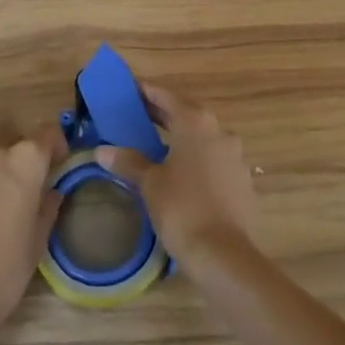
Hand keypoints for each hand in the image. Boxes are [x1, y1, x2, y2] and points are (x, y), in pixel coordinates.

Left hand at [0, 115, 63, 344]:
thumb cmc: (3, 274)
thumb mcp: (36, 243)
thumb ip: (46, 209)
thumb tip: (52, 191)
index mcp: (26, 165)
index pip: (47, 133)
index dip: (53, 145)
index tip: (52, 160)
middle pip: (8, 130)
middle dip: (12, 147)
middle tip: (8, 175)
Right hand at [96, 84, 255, 267]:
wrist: (224, 255)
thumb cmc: (182, 209)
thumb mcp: (150, 184)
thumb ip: (128, 162)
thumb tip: (102, 151)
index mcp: (195, 123)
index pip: (167, 97)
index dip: (147, 92)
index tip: (131, 90)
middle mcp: (219, 131)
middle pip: (187, 114)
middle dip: (163, 114)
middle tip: (138, 115)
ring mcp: (234, 156)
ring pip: (203, 137)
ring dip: (182, 137)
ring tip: (157, 145)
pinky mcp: (242, 180)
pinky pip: (214, 159)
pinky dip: (197, 158)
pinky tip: (182, 174)